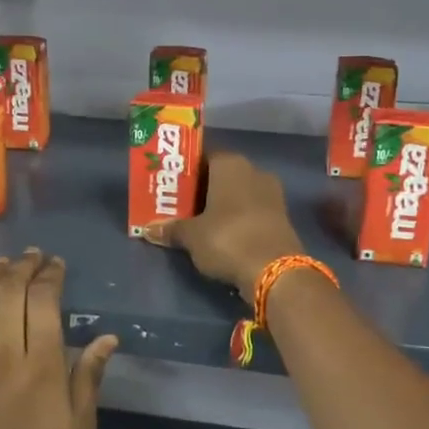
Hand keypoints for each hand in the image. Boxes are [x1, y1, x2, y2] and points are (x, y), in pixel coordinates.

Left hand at [0, 248, 119, 428]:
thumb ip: (88, 378)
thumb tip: (107, 337)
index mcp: (41, 366)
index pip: (43, 302)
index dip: (50, 276)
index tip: (56, 264)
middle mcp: (3, 354)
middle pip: (11, 294)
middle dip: (23, 268)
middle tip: (33, 256)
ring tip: (5, 262)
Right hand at [141, 152, 303, 302]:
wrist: (275, 271)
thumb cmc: (227, 239)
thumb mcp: (191, 236)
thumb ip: (171, 228)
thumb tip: (148, 229)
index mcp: (230, 164)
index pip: (202, 156)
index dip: (184, 170)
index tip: (169, 185)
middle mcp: (254, 171)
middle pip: (220, 176)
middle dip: (201, 189)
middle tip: (178, 205)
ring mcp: (271, 194)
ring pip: (237, 194)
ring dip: (219, 206)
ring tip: (196, 222)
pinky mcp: (281, 217)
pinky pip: (250, 211)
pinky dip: (236, 219)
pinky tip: (221, 234)